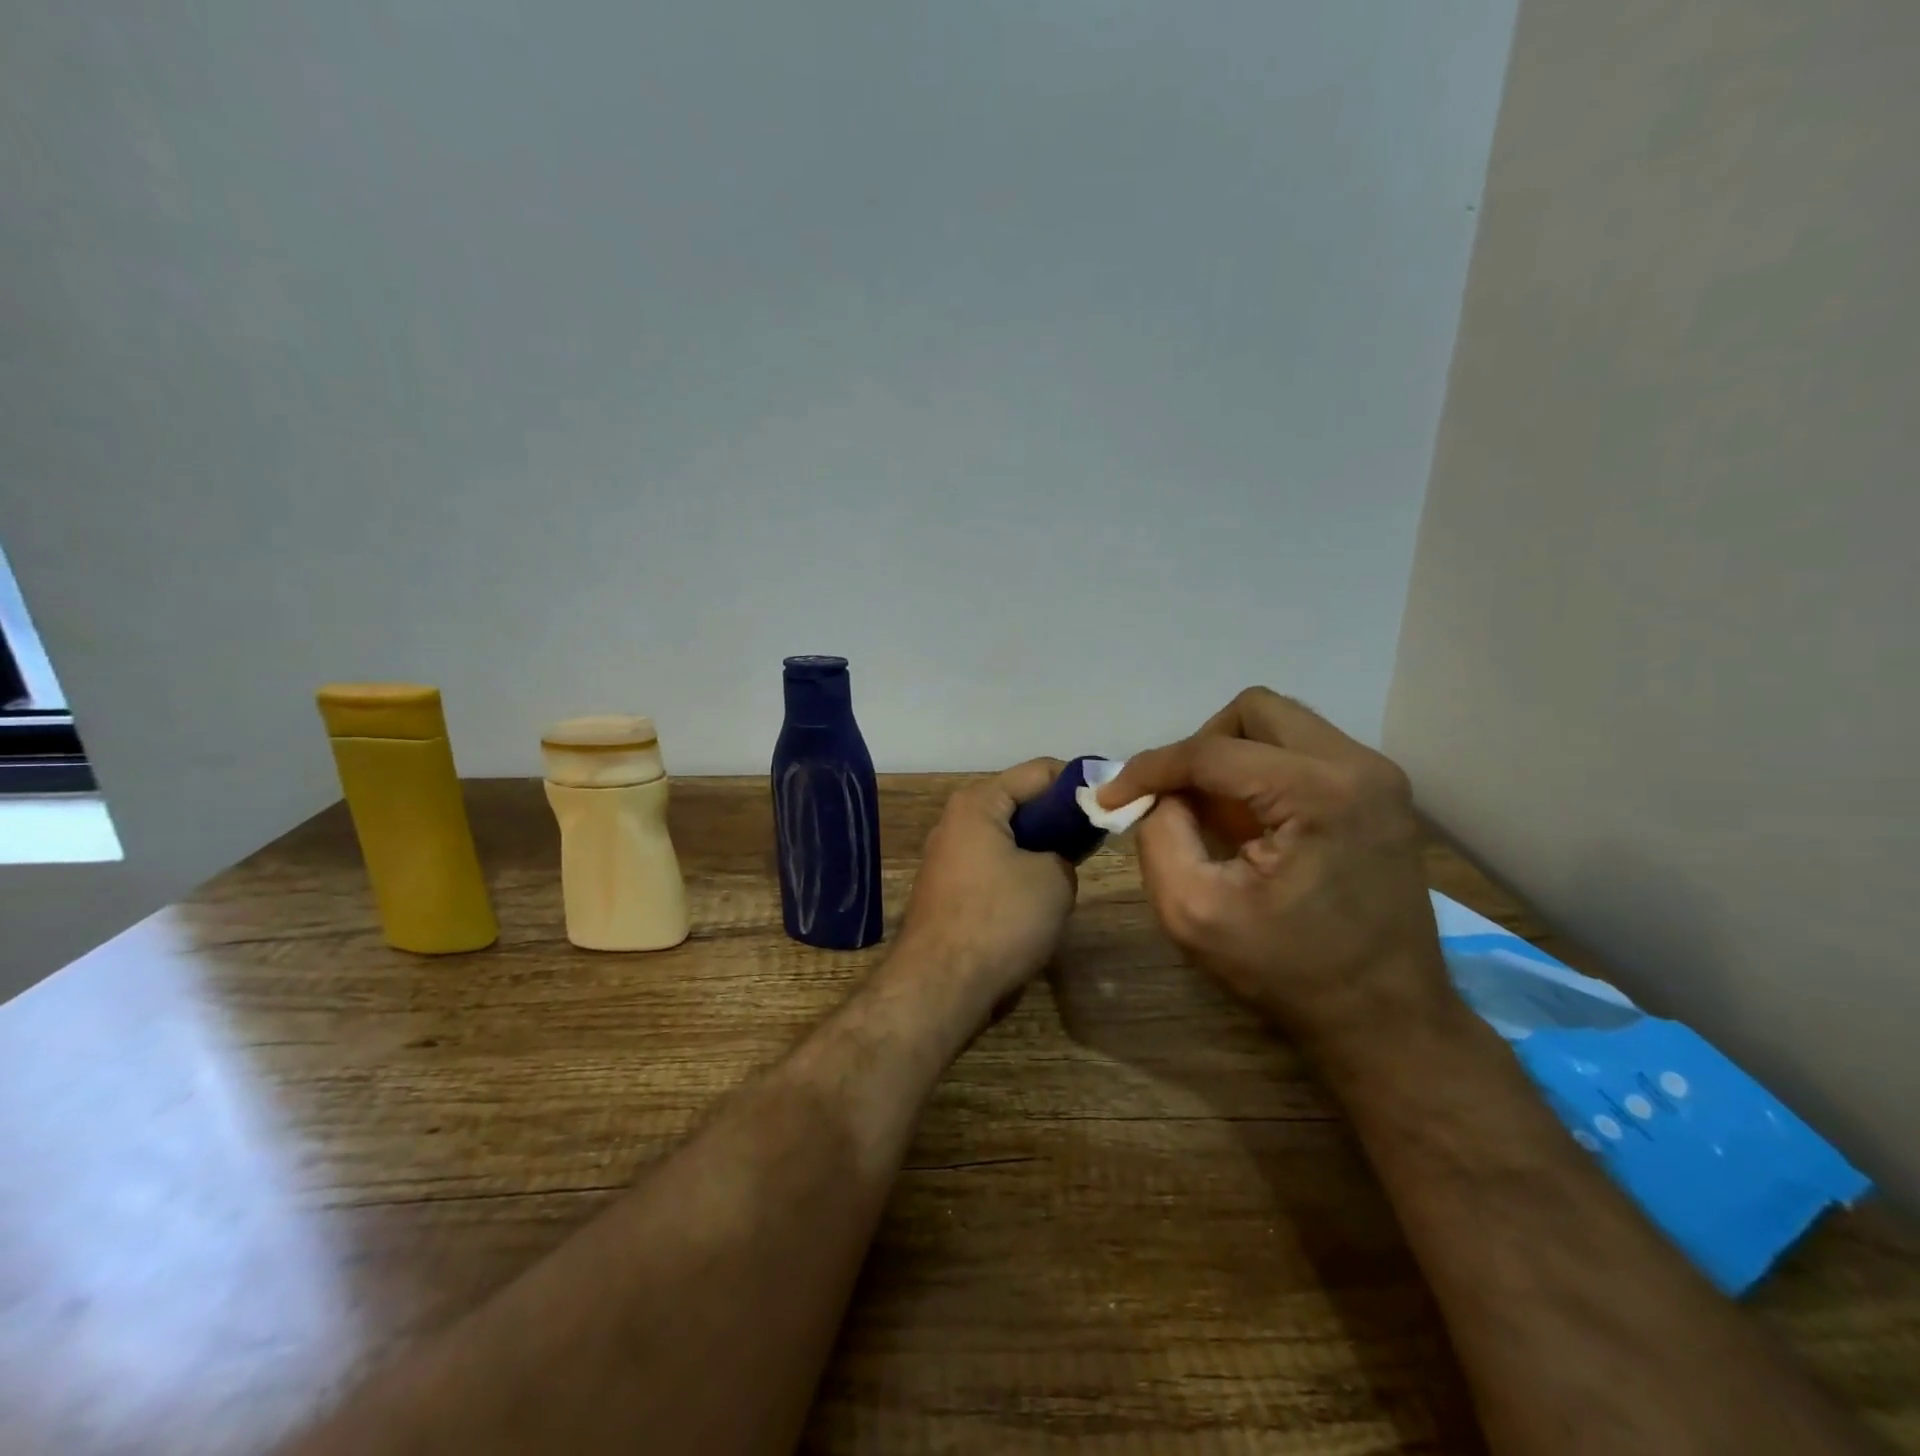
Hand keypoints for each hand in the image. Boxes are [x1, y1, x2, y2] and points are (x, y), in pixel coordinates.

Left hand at [896, 758, 1078, 1006]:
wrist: (941, 987)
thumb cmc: (1000, 919)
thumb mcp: (1055, 878)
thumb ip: (1066, 852)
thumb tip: (1058, 858)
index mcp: (977, 803)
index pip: (1039, 771)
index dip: (1079, 783)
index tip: (1111, 803)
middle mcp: (955, 822)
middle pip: (1020, 804)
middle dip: (1058, 820)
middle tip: (1094, 841)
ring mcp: (947, 858)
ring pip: (1007, 840)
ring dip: (1038, 852)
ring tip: (1072, 872)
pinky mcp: (947, 892)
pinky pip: (993, 869)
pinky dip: (1018, 876)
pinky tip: (1040, 901)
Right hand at [1097, 688, 1451, 1052]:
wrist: (1386, 1019)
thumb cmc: (1288, 972)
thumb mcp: (1194, 912)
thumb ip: (1159, 836)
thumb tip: (1157, 795)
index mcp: (1319, 792)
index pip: (1212, 751)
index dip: (1150, 768)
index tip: (1111, 795)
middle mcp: (1358, 766)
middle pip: (1254, 711)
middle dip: (1200, 748)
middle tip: (1176, 798)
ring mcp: (1377, 777)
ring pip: (1280, 725)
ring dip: (1232, 759)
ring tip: (1214, 816)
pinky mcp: (1379, 794)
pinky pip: (1303, 752)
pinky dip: (1262, 774)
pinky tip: (1250, 824)